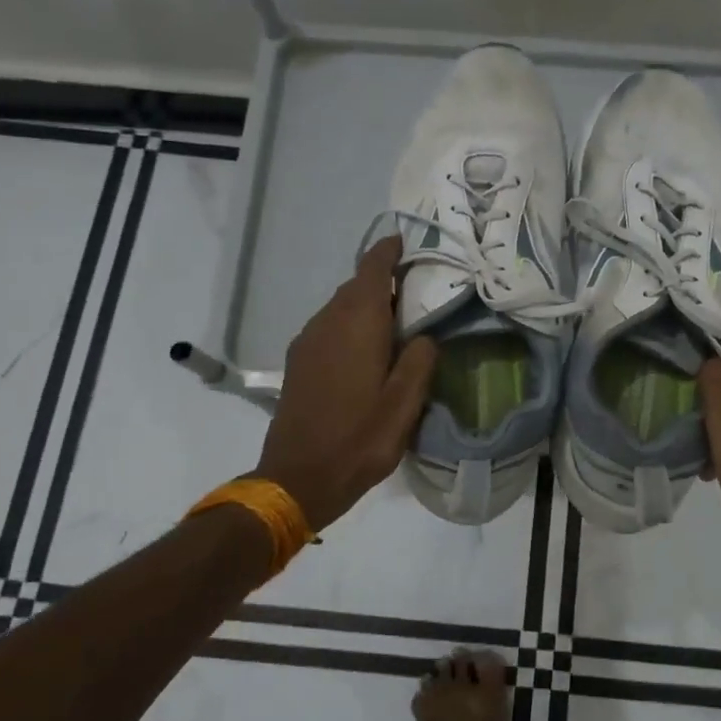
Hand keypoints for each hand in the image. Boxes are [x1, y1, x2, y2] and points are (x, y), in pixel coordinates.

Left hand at [254, 237, 437, 531]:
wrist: (297, 478)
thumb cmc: (359, 439)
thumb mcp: (404, 404)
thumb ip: (419, 360)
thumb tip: (423, 336)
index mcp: (357, 324)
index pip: (372, 269)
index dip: (388, 251)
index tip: (405, 242)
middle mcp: (327, 322)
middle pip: (355, 285)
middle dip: (382, 280)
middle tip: (415, 290)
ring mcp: (307, 342)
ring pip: (339, 306)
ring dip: (365, 304)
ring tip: (394, 321)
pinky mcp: (298, 362)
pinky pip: (328, 326)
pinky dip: (349, 324)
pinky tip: (365, 349)